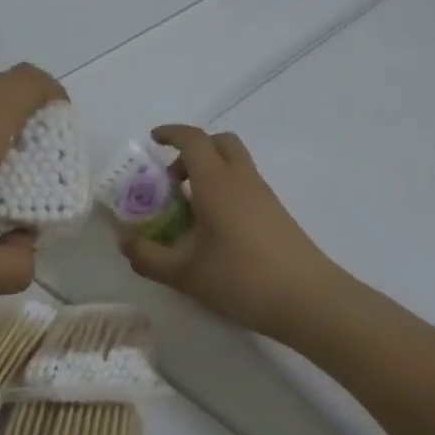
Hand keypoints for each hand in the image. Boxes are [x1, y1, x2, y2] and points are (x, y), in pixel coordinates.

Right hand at [119, 124, 341, 342]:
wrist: (309, 300)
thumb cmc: (242, 280)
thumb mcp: (185, 274)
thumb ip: (149, 257)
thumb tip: (125, 242)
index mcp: (216, 182)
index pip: (193, 140)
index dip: (171, 134)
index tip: (152, 140)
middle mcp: (241, 179)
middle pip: (219, 142)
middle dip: (192, 150)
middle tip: (172, 178)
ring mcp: (263, 195)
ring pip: (235, 162)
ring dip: (209, 170)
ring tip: (188, 208)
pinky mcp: (276, 213)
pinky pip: (245, 184)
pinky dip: (225, 188)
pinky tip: (214, 227)